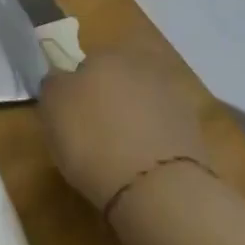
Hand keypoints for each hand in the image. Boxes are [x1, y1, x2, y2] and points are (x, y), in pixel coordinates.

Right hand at [38, 47, 207, 211]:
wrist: (157, 189)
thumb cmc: (93, 140)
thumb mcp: (52, 109)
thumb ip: (54, 85)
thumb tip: (61, 79)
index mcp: (105, 54)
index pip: (86, 64)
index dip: (78, 90)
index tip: (72, 117)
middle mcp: (141, 65)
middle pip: (118, 80)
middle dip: (109, 100)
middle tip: (95, 134)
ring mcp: (172, 96)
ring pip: (142, 103)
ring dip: (133, 120)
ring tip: (120, 157)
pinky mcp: (193, 130)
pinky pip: (163, 130)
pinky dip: (154, 143)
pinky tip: (144, 168)